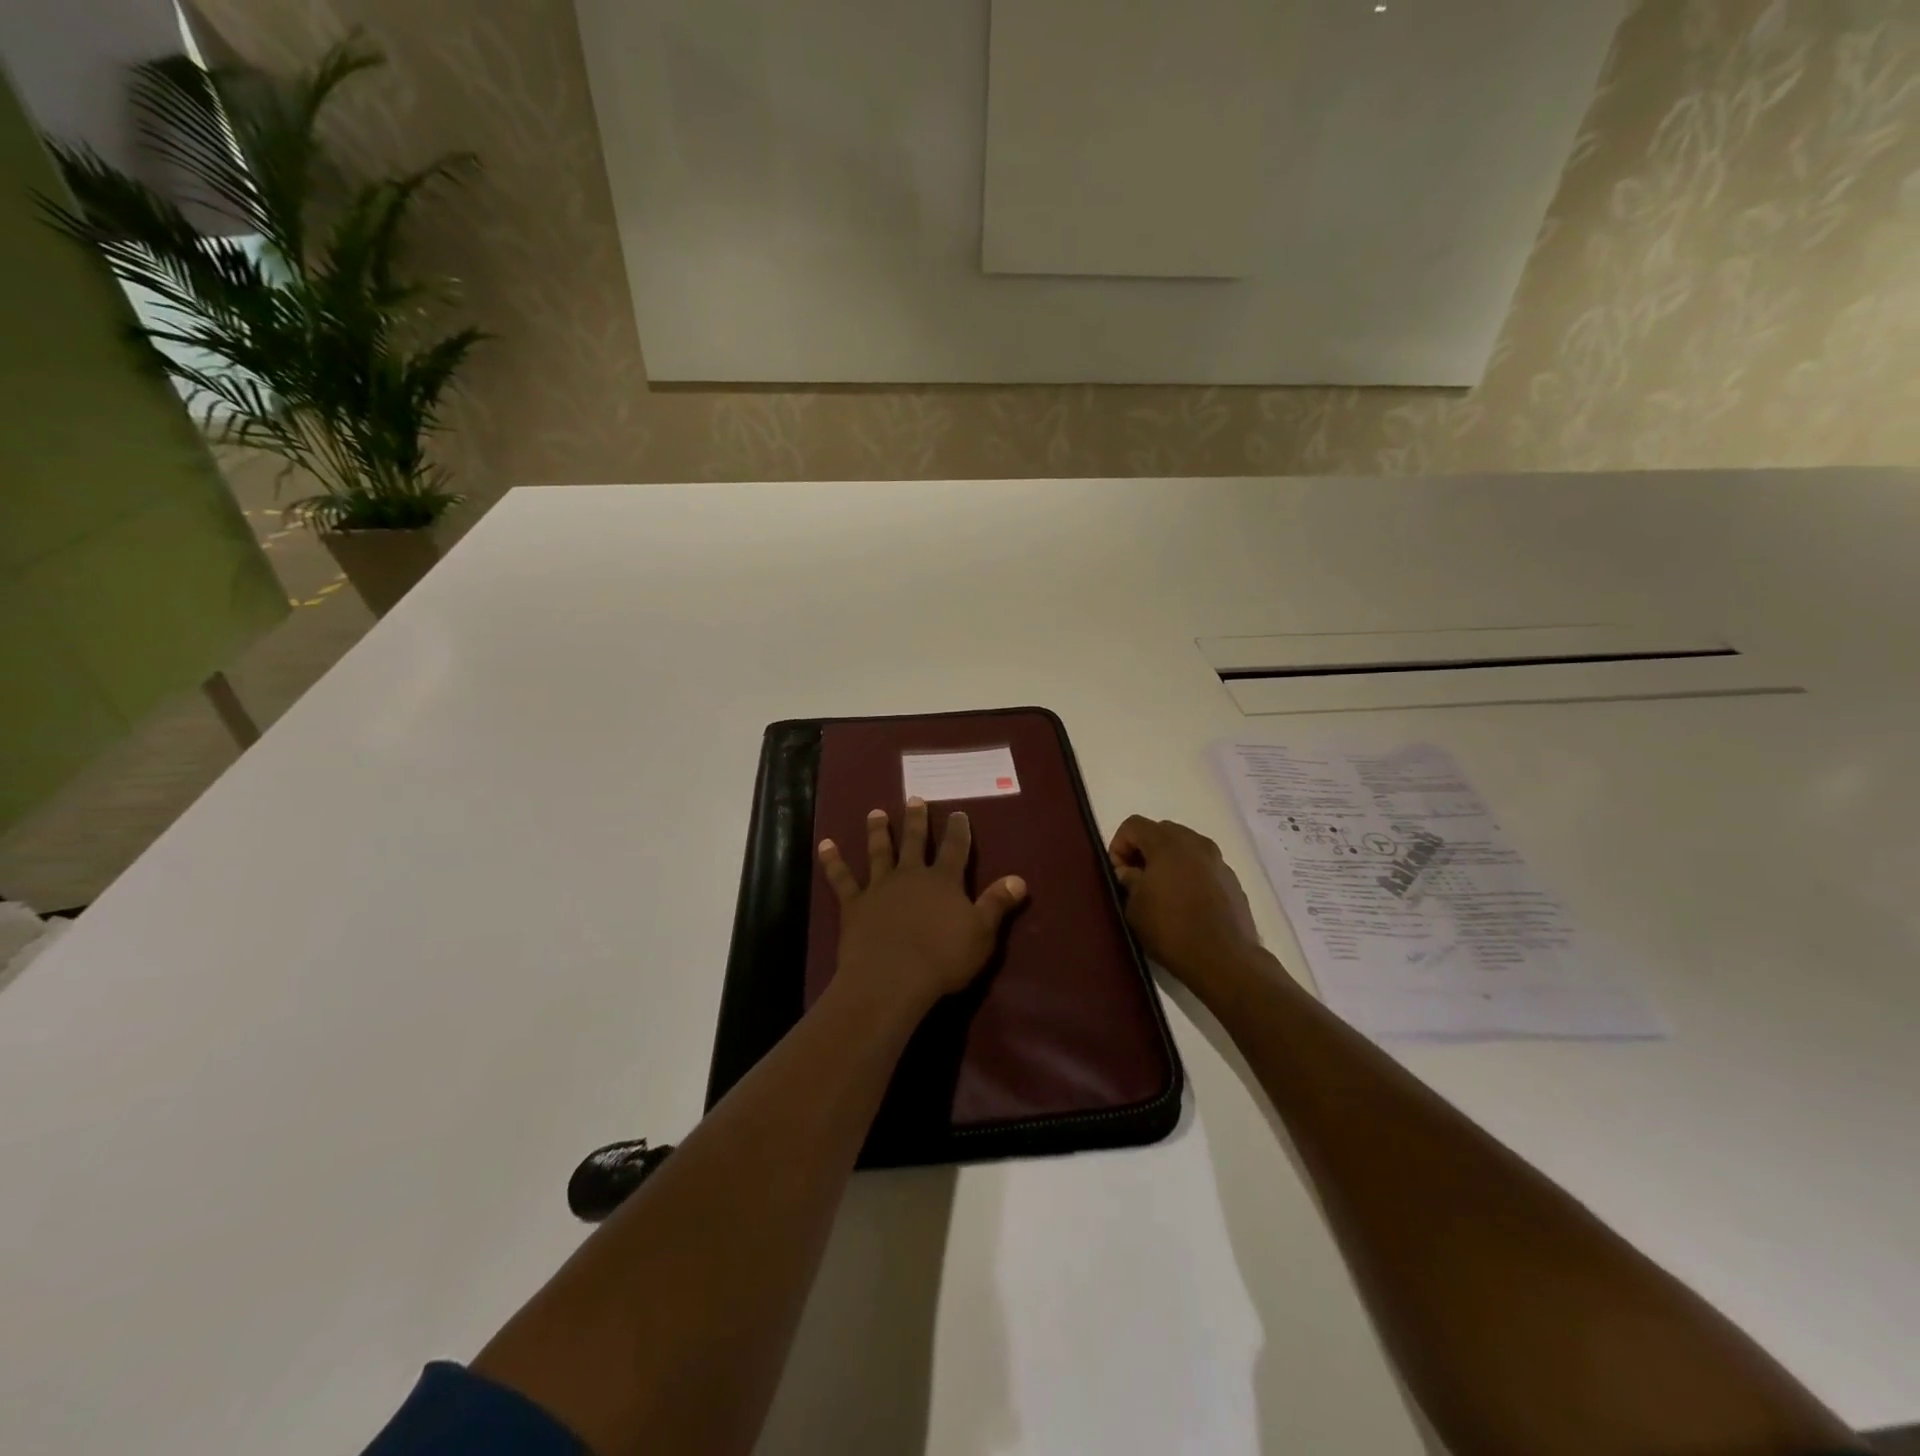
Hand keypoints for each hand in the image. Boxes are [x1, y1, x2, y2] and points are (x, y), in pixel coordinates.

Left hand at [819, 798, 1026, 1016]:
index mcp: (943, 881)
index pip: (955, 848)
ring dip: (878, 831)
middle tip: (914, 798)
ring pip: (879, 852)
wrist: (891, 978)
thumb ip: (997, 903)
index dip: (958, 830)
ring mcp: (880, 887)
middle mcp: (911, 875)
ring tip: (875, 812)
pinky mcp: (854, 904)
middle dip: (916, 820)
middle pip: (914, 842)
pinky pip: (841, 878)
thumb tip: (1019, 879)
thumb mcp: (981, 933)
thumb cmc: (942, 958)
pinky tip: (825, 844)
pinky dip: (833, 860)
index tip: (959, 813)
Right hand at [1109, 816, 1267, 1005]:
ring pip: (1185, 846)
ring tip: (1162, 891)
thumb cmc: (1171, 930)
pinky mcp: (1232, 880)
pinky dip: (1189, 873)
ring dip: (1168, 860)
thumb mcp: (1135, 907)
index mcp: (1168, 844)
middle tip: (1137, 879)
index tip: (1119, 874)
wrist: (1224, 960)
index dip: (1119, 845)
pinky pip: (1203, 865)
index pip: (1134, 824)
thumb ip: (1128, 881)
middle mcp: (1196, 843)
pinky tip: (1186, 903)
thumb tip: (1130, 872)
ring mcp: (1218, 861)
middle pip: (1161, 831)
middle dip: (1144, 849)